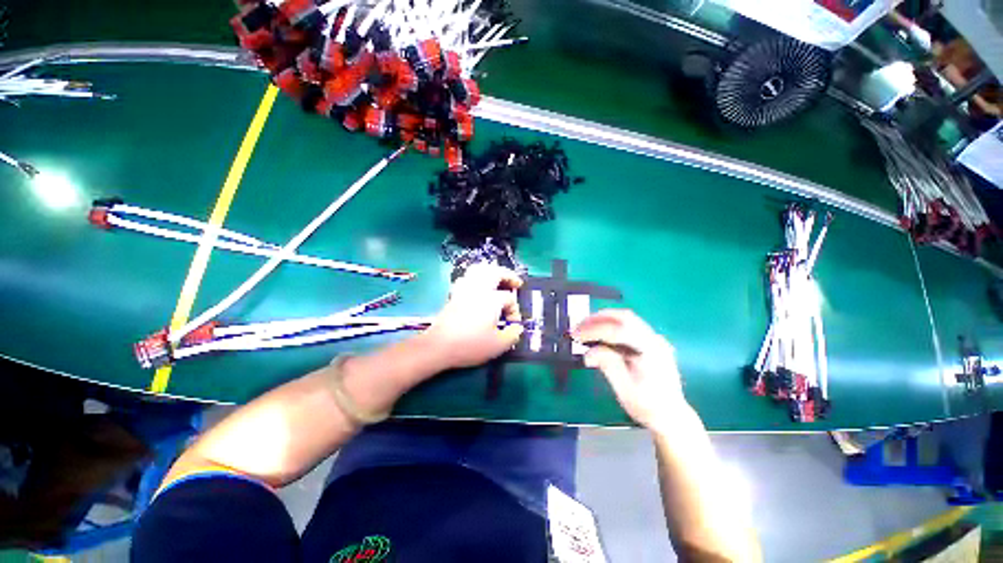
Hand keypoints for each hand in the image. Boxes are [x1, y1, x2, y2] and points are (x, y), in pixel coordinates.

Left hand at [422, 263, 524, 369]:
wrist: (439, 346)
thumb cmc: (470, 345)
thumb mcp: (498, 345)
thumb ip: (513, 335)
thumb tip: (517, 328)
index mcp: (492, 299)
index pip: (510, 299)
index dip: (515, 310)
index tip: (513, 324)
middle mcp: (479, 289)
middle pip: (496, 272)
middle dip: (508, 275)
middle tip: (516, 282)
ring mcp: (465, 290)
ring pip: (478, 270)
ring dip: (491, 271)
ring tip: (497, 278)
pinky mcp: (454, 295)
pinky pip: (466, 278)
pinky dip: (475, 278)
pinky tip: (477, 287)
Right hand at [572, 309, 685, 428]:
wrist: (671, 417)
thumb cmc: (648, 407)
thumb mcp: (625, 390)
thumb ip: (608, 366)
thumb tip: (589, 353)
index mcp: (652, 352)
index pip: (620, 331)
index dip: (595, 330)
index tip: (577, 335)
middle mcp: (655, 340)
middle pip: (625, 317)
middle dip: (598, 319)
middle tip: (578, 326)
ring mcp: (654, 339)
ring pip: (626, 319)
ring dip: (603, 320)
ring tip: (584, 328)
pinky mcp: (649, 342)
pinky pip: (628, 326)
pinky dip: (610, 326)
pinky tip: (598, 334)